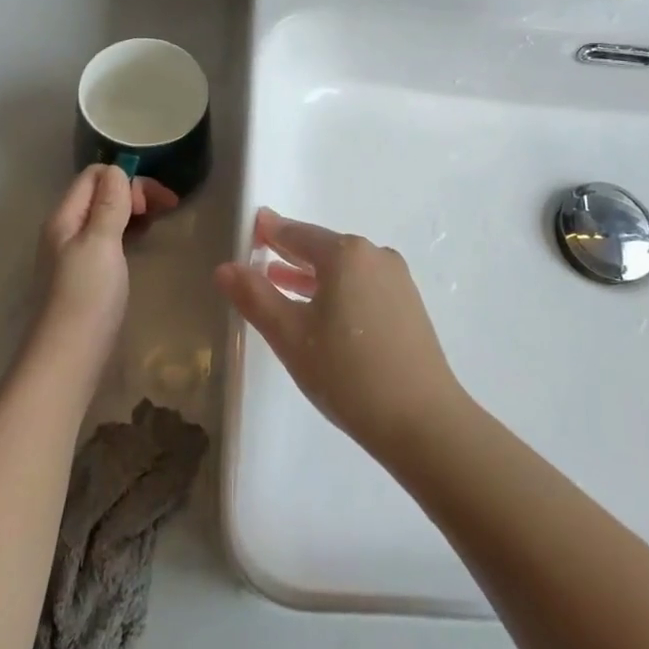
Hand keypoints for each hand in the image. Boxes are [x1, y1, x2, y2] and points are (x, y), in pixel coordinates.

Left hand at [33, 165, 177, 362]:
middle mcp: (66, 229)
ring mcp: (73, 253)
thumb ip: (109, 204)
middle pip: (101, 192)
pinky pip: (107, 238)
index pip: (95, 175)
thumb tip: (118, 170)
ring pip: (105, 216)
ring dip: (132, 211)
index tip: (154, 203)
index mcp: (65, 216)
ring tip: (158, 222)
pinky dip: (127, 232)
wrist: (67, 359)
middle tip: (165, 210)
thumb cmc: (86, 297)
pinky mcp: (85, 275)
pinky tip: (141, 245)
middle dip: (134, 192)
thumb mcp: (101, 243)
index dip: (127, 179)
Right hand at [214, 208, 463, 459]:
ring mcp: (396, 279)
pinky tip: (322, 311)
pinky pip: (362, 284)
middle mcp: (374, 255)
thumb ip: (255, 297)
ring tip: (281, 283)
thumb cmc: (348, 373)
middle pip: (323, 247)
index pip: (297, 233)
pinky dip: (336, 289)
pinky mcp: (408, 305)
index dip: (270, 231)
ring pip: (344, 268)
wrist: (422, 420)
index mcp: (345, 254)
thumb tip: (225, 267)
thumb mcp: (290, 336)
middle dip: (290, 252)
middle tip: (259, 256)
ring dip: (312, 274)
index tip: (251, 228)